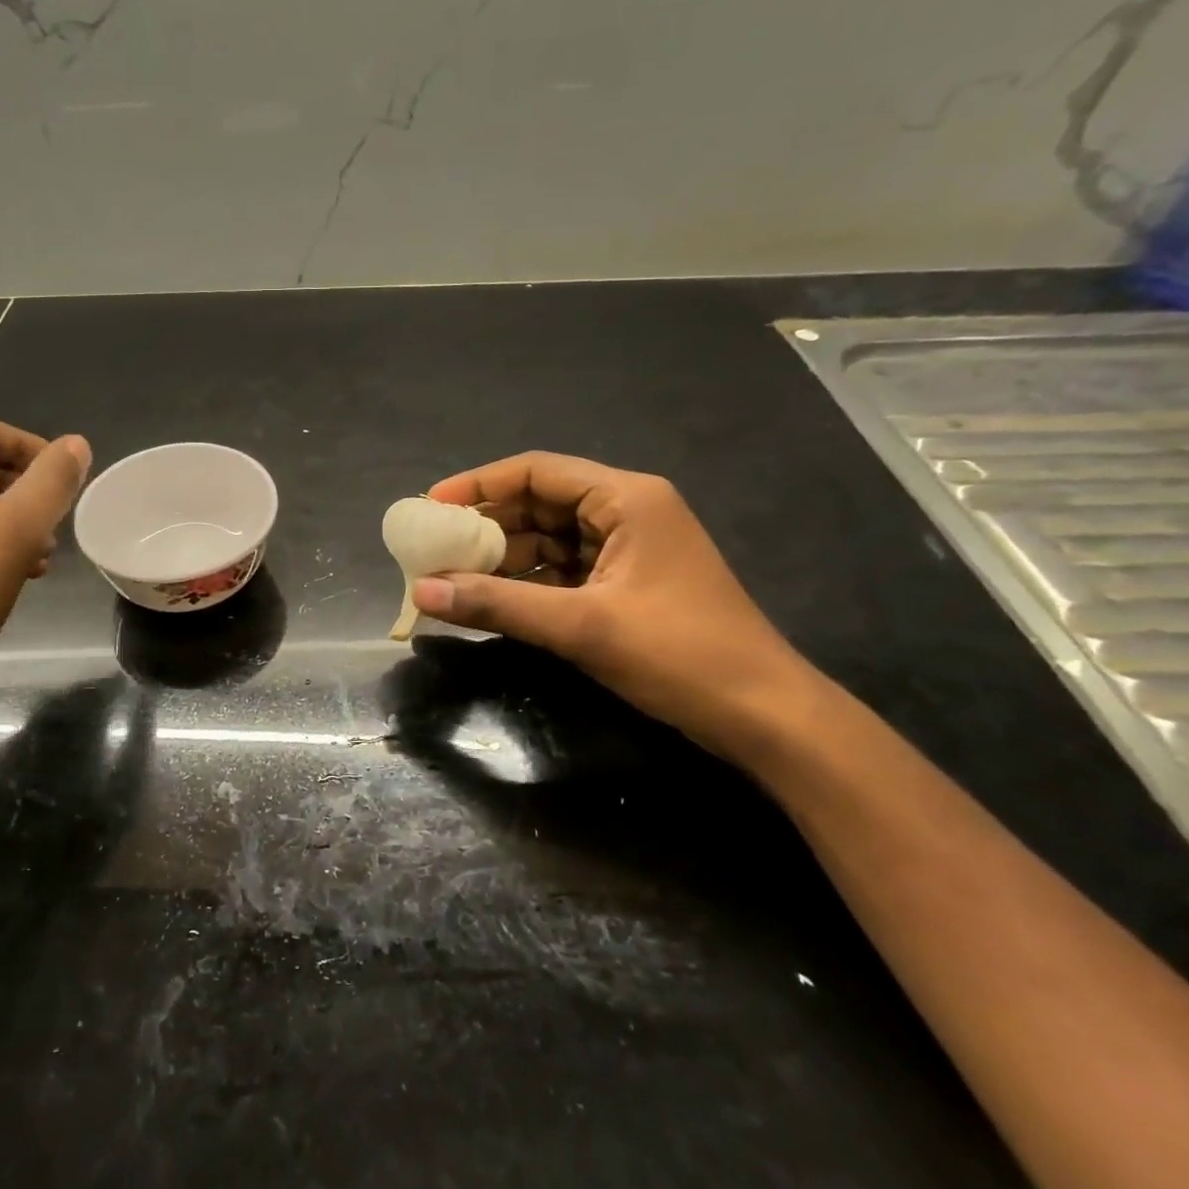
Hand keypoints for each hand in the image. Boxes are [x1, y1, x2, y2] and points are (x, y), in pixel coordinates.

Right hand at [413, 453, 818, 755]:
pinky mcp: (626, 586)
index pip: (537, 471)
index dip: (479, 484)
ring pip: (548, 541)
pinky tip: (491, 601)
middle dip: (487, 526)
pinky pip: (562, 572)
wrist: (765, 717)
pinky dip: (527, 584)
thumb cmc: (680, 655)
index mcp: (626, 499)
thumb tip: (422, 590)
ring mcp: (628, 551)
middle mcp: (627, 513)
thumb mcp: (580, 626)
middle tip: (434, 548)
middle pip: (540, 504)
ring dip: (503, 559)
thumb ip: (497, 604)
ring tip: (451, 578)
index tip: (431, 505)